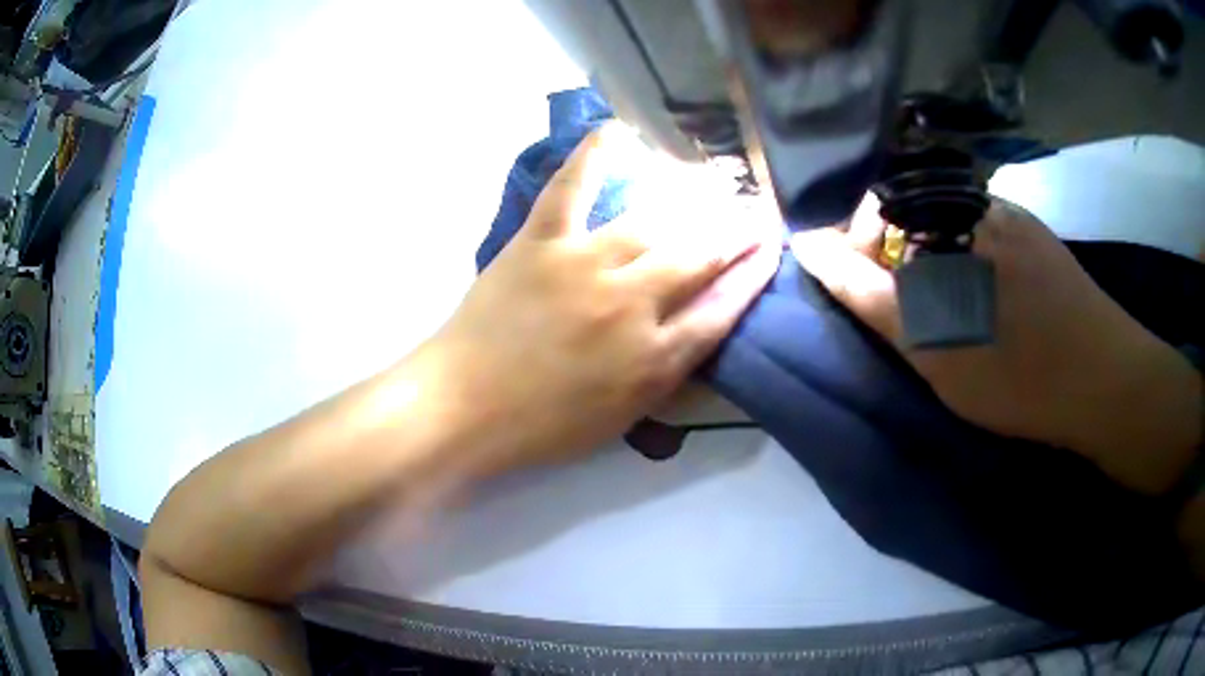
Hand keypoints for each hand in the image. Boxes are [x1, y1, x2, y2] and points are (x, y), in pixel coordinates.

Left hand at [423, 126, 780, 473]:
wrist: (462, 407)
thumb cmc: (541, 425)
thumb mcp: (621, 418)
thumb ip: (667, 374)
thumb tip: (699, 331)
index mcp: (652, 358)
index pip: (722, 309)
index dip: (754, 277)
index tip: (773, 250)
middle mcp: (630, 304)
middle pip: (698, 258)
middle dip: (736, 234)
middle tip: (757, 213)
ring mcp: (584, 264)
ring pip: (651, 224)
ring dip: (690, 205)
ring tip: (714, 187)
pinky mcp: (540, 241)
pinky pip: (572, 188)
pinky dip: (592, 156)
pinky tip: (615, 130)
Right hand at [793, 196, 1202, 493]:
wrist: (1105, 379)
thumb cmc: (1021, 376)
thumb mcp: (935, 351)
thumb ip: (868, 295)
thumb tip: (808, 248)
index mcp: (945, 219)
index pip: (871, 210)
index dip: (858, 252)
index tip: (868, 298)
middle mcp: (972, 199)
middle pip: (905, 210)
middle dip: (895, 258)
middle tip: (912, 315)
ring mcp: (1005, 211)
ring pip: (941, 220)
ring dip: (930, 261)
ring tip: (950, 312)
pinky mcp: (1029, 229)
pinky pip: (977, 228)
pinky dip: (964, 259)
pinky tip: (985, 299)